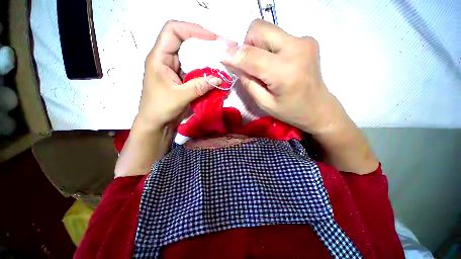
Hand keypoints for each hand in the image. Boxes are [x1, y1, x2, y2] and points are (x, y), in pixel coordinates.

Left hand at [136, 20, 221, 130]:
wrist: (156, 123)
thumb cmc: (160, 109)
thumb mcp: (180, 97)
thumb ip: (200, 86)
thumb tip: (219, 79)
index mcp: (159, 57)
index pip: (173, 31)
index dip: (192, 29)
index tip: (212, 38)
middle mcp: (166, 59)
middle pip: (183, 40)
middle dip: (202, 41)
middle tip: (220, 48)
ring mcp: (173, 68)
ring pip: (189, 55)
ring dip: (204, 56)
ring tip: (219, 59)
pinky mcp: (180, 78)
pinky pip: (193, 68)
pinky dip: (203, 69)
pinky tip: (212, 73)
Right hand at [222, 19, 345, 133]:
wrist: (318, 108)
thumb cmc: (290, 111)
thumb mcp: (264, 103)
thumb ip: (248, 82)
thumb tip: (234, 63)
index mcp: (284, 72)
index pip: (250, 55)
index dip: (233, 55)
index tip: (223, 57)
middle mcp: (296, 48)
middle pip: (259, 29)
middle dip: (246, 45)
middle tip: (249, 64)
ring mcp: (304, 40)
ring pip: (267, 30)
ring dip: (258, 46)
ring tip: (263, 66)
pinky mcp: (307, 40)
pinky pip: (278, 36)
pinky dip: (269, 48)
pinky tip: (275, 64)